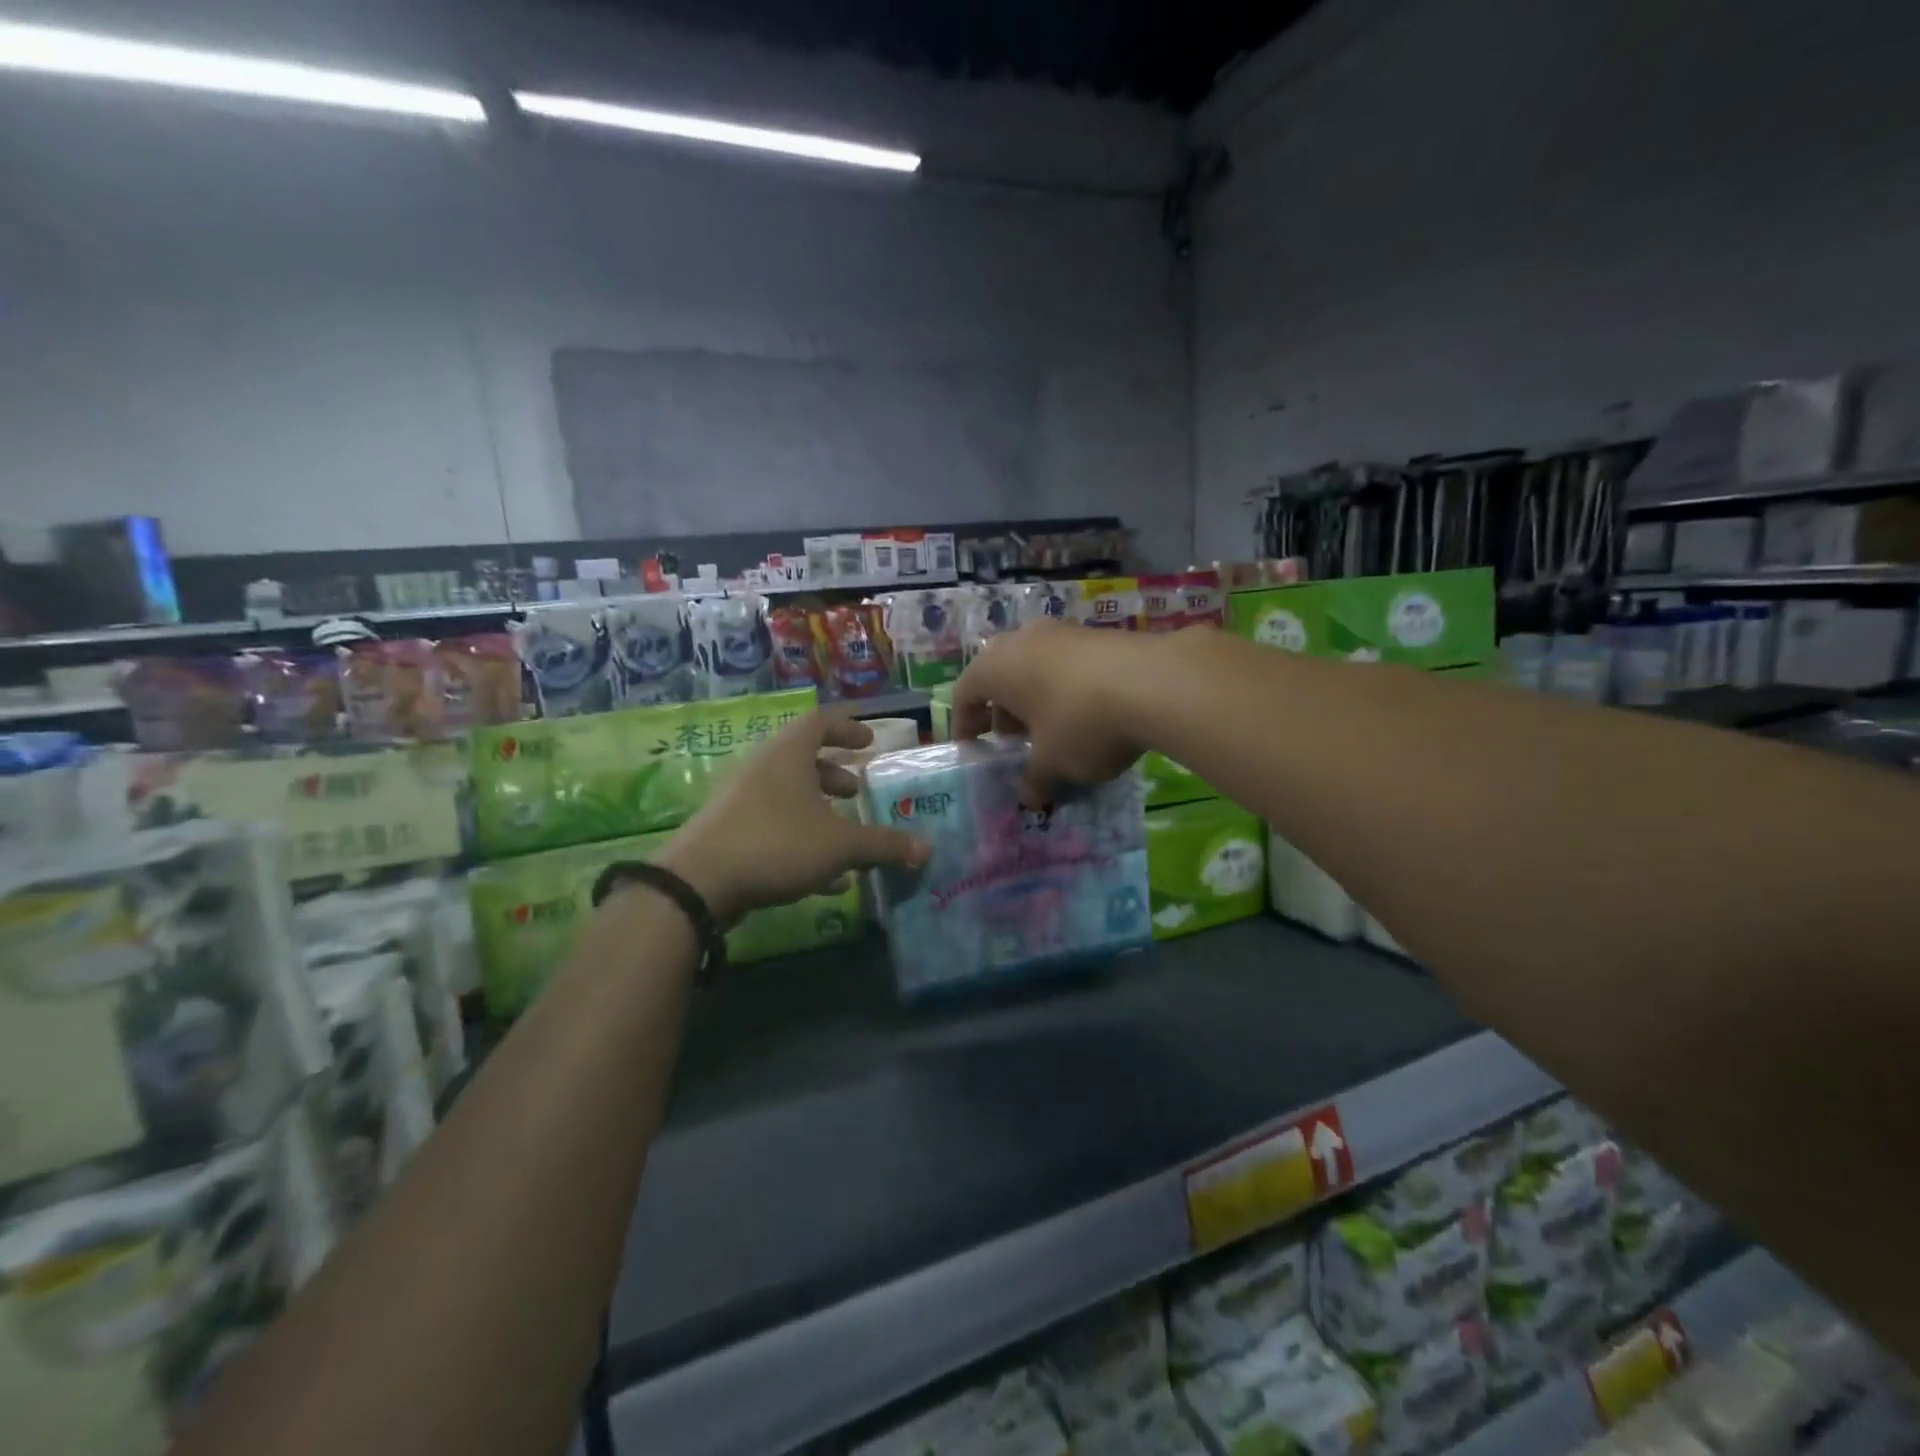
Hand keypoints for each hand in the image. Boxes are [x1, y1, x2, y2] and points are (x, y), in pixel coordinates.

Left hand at [657, 711, 929, 925]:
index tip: (870, 742)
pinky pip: (773, 824)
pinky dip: (802, 839)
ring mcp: (740, 799)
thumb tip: (927, 849)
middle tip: (858, 790)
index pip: (821, 722)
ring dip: (819, 808)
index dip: (848, 728)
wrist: (699, 883)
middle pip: (802, 758)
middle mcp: (762, 768)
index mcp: (788, 754)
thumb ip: (884, 845)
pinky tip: (826, 876)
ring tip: (845, 831)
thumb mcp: (840, 845)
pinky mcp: (728, 831)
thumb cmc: (776, 844)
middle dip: (834, 774)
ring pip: (787, 794)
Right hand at [953, 619, 1158, 804]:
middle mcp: (1022, 640)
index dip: (965, 724)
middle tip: (1011, 740)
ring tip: (1049, 730)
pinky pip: (1066, 663)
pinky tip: (1084, 714)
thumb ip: (1034, 779)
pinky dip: (1064, 687)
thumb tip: (1030, 797)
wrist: (1154, 682)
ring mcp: (1062, 632)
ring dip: (1034, 697)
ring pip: (1034, 666)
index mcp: (995, 667)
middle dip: (1001, 709)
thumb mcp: (1052, 761)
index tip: (972, 749)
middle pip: (999, 675)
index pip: (964, 693)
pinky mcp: (1097, 634)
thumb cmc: (1080, 722)